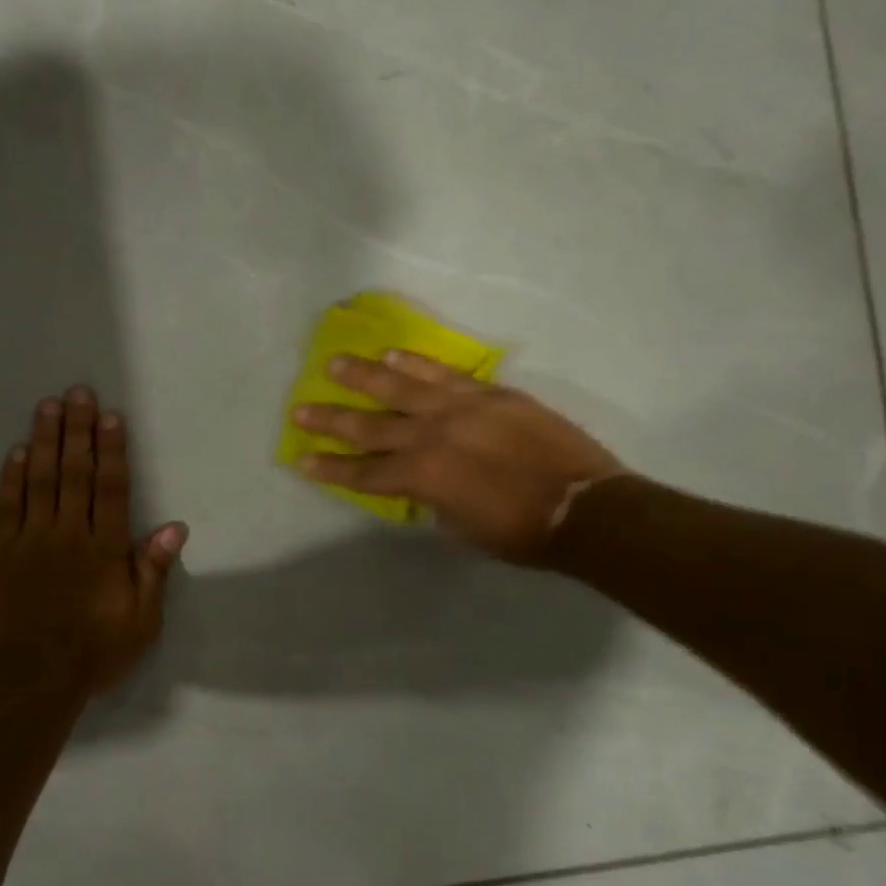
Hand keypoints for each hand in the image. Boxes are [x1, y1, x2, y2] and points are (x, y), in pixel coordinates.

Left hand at [0, 385, 187, 691]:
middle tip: (78, 392)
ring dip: (46, 441)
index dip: (112, 449)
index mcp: (105, 548)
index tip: (111, 416)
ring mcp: (31, 540)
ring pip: (41, 480)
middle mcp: (69, 533)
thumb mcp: (141, 621)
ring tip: (48, 406)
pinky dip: (12, 478)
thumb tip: (175, 527)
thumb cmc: (93, 652)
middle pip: (75, 473)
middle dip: (78, 430)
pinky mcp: (1, 554)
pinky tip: (18, 451)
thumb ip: (153, 570)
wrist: (29, 680)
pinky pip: (7, 507)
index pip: (111, 488)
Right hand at [293, 351, 624, 564]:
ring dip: (364, 375)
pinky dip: (418, 363)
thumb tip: (423, 489)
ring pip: (401, 386)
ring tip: (335, 363)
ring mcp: (460, 409)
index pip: (364, 473)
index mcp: (421, 478)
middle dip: (331, 419)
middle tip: (300, 409)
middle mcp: (431, 437)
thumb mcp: (462, 530)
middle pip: (369, 426)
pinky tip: (395, 353)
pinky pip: (445, 374)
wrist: (585, 508)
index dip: (331, 469)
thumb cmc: (521, 533)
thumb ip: (433, 503)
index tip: (301, 460)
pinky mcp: (489, 394)